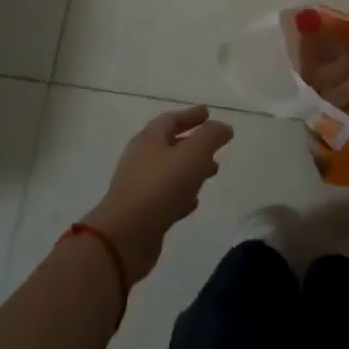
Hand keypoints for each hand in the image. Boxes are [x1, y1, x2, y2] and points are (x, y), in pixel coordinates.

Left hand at [83, 105, 234, 281]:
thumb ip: (211, 137)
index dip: (191, 115)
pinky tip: (194, 201)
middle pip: (170, 144)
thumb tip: (223, 127)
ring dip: (191, 169)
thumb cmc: (161, 186)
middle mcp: (141, 158)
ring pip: (170, 171)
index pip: (171, 119)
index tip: (208, 112)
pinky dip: (182, 193)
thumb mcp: (193, 154)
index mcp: (149, 139)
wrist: (126, 236)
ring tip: (213, 171)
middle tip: (215, 144)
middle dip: (194, 143)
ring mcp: (139, 186)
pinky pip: (166, 196)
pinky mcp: (142, 212)